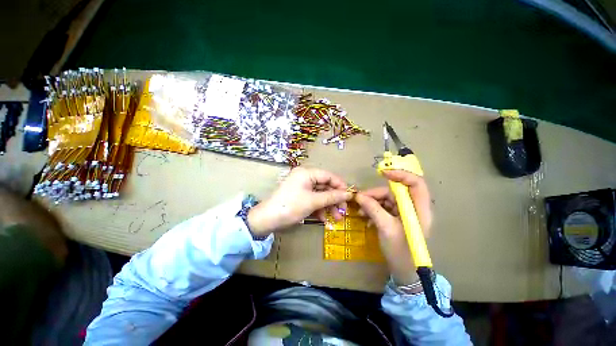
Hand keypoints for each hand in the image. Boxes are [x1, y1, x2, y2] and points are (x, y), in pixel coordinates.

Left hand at [247, 167, 352, 236]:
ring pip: (320, 195)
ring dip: (328, 206)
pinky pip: (313, 200)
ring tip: (336, 219)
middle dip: (334, 199)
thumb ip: (332, 197)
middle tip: (343, 211)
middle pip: (325, 186)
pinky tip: (323, 219)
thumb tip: (349, 194)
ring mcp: (302, 187)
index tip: (349, 197)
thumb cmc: (291, 206)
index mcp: (307, 173)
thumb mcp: (313, 201)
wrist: (267, 219)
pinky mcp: (300, 196)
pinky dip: (319, 209)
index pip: (328, 175)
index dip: (340, 186)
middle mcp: (305, 177)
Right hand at [355, 170, 431, 285]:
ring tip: (360, 211)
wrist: (405, 273)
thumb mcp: (385, 228)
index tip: (382, 174)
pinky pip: (383, 208)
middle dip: (375, 194)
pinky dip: (373, 209)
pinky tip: (365, 217)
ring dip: (372, 203)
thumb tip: (359, 196)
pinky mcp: (397, 218)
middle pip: (395, 191)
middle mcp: (413, 208)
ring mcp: (404, 213)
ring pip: (386, 199)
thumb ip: (373, 209)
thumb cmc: (401, 252)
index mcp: (419, 209)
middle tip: (359, 199)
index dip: (401, 175)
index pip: (415, 183)